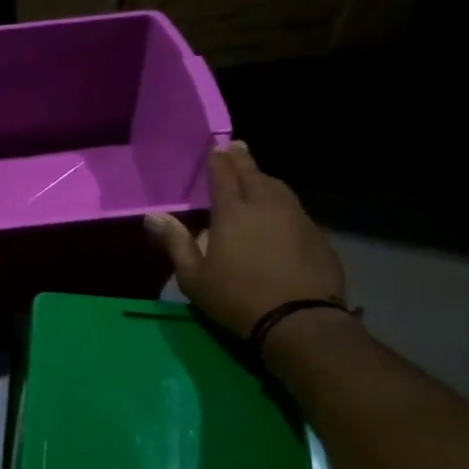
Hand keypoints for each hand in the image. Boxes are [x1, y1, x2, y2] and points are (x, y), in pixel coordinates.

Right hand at [144, 143, 345, 338]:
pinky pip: (294, 208)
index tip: (217, 146)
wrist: (300, 321)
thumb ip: (174, 242)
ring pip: (278, 187)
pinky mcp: (316, 234)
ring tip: (256, 177)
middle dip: (242, 159)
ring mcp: (296, 217)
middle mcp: (265, 205)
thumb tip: (152, 216)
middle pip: (253, 173)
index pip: (224, 173)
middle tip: (236, 149)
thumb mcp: (193, 278)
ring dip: (264, 178)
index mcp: (232, 212)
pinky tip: (279, 214)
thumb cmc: (237, 298)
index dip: (218, 158)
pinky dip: (282, 202)